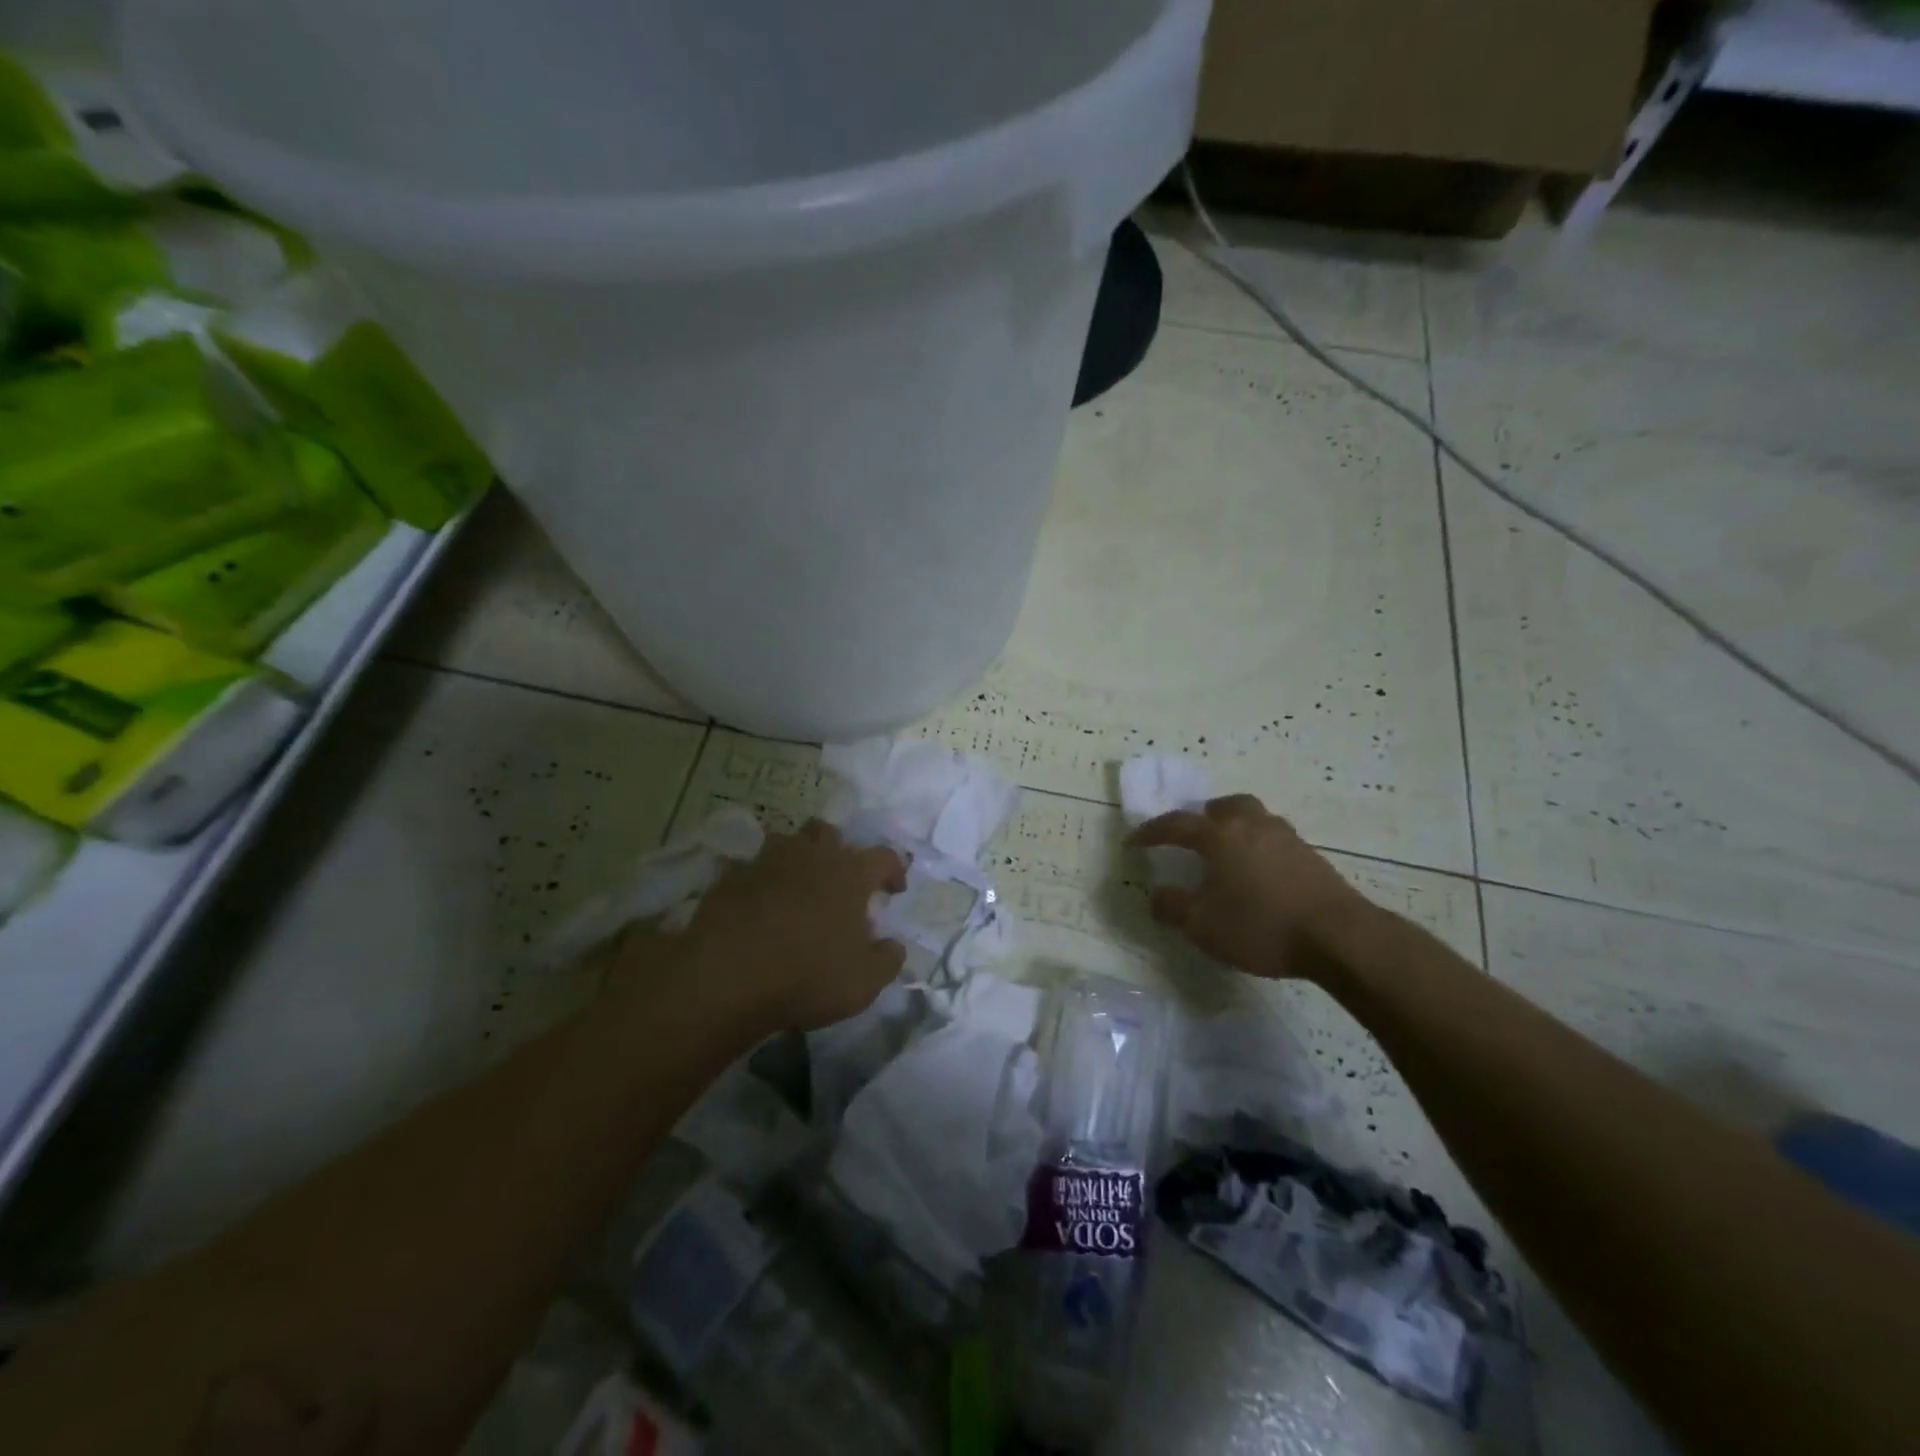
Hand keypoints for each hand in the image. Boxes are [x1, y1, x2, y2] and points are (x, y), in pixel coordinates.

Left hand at [649, 820, 907, 1032]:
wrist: (727, 978)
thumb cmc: (807, 975)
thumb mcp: (865, 981)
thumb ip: (888, 959)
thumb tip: (893, 945)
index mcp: (850, 873)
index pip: (884, 856)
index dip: (893, 870)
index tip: (893, 891)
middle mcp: (811, 855)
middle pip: (829, 832)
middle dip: (839, 851)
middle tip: (839, 882)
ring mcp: (766, 862)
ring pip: (787, 842)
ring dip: (797, 859)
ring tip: (797, 889)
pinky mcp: (730, 878)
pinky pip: (751, 869)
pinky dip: (760, 882)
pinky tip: (758, 908)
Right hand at [1129, 794, 1370, 982]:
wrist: (1338, 936)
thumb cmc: (1260, 925)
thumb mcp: (1202, 925)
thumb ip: (1172, 907)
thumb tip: (1156, 894)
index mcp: (1219, 836)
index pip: (1175, 824)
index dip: (1151, 833)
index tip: (1133, 842)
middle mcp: (1251, 825)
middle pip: (1224, 806)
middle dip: (1203, 816)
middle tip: (1194, 835)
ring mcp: (1286, 837)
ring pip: (1254, 818)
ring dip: (1235, 828)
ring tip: (1229, 855)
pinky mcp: (1311, 856)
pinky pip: (1275, 839)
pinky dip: (1259, 848)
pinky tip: (1260, 875)